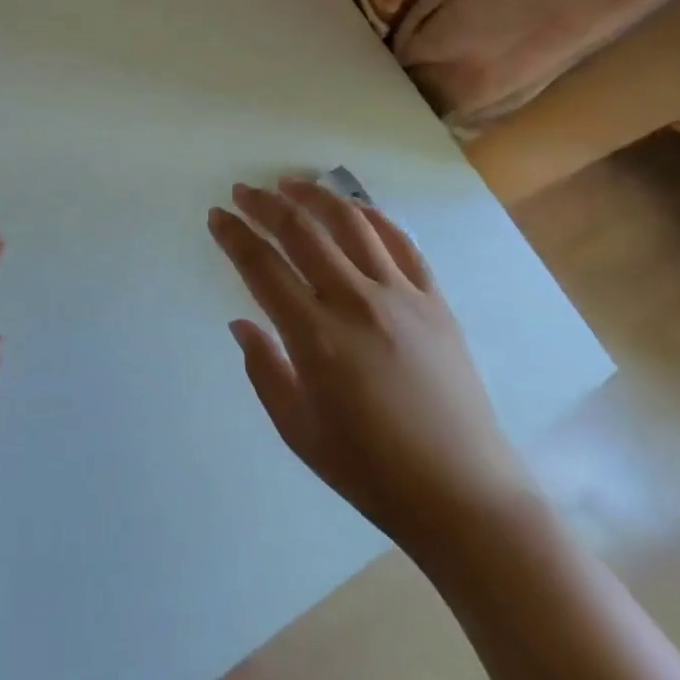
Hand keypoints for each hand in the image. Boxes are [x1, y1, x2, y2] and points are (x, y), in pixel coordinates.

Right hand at [208, 179, 534, 558]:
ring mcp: (402, 296)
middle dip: (265, 204)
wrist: (463, 495)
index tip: (217, 216)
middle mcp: (356, 303)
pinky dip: (372, 217)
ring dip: (315, 196)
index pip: (262, 267)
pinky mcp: (435, 300)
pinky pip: (400, 242)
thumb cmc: (371, 471)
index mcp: (316, 337)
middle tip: (243, 191)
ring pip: (351, 223)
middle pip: (302, 232)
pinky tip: (353, 210)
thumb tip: (242, 322)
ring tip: (290, 184)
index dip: (234, 235)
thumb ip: (263, 370)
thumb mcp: (298, 430)